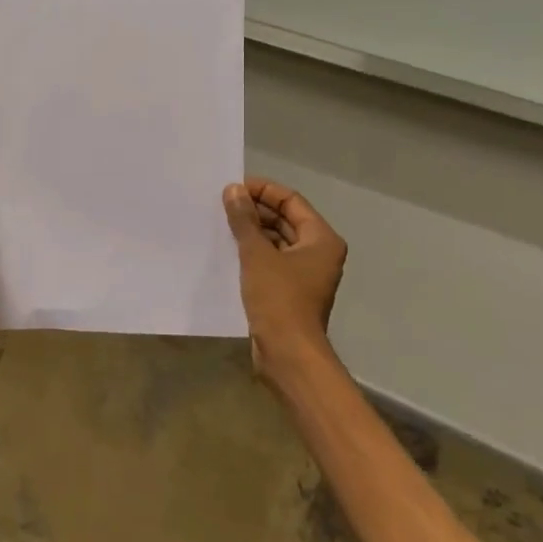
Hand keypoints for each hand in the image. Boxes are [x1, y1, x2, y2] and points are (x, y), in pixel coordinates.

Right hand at [223, 177, 346, 384]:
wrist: (288, 353)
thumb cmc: (279, 298)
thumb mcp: (257, 254)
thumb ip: (244, 219)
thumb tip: (233, 190)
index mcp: (321, 239)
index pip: (291, 200)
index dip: (263, 190)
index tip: (233, 188)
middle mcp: (318, 252)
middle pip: (285, 219)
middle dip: (255, 210)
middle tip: (222, 204)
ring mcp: (305, 273)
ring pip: (277, 241)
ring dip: (252, 231)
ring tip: (221, 223)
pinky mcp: (290, 291)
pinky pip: (271, 260)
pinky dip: (253, 252)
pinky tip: (228, 249)